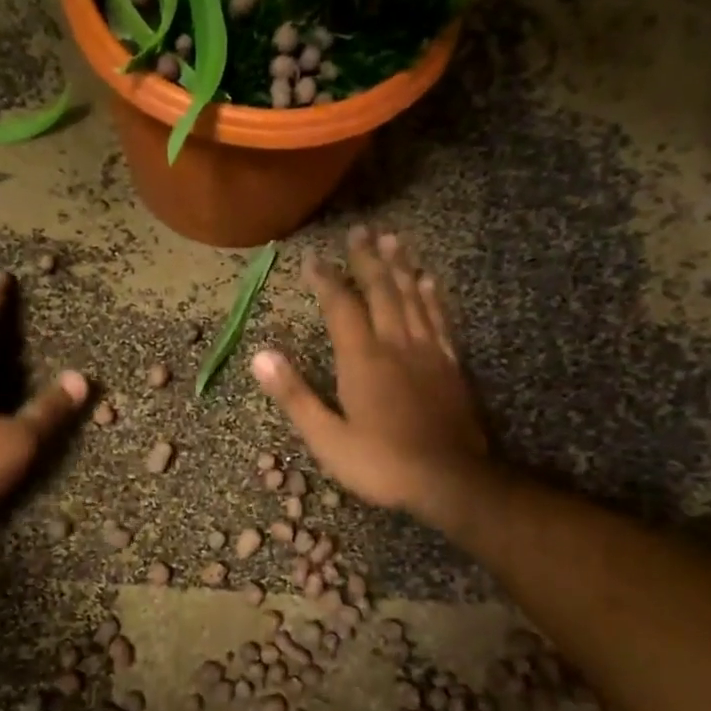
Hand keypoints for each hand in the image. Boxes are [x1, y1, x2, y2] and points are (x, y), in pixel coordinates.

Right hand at [251, 227, 488, 516]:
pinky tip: (430, 281)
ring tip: (393, 239)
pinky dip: (433, 296)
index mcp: (362, 360)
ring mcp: (428, 352)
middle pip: (382, 291)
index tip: (313, 259)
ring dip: (401, 267)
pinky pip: (440, 320)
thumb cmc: (382, 464)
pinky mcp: (451, 365)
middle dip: (367, 260)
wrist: (451, 480)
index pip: (341, 307)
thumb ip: (294, 394)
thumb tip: (259, 355)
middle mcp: (396, 344)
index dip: (326, 280)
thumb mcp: (327, 438)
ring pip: (414, 298)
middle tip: (360, 230)